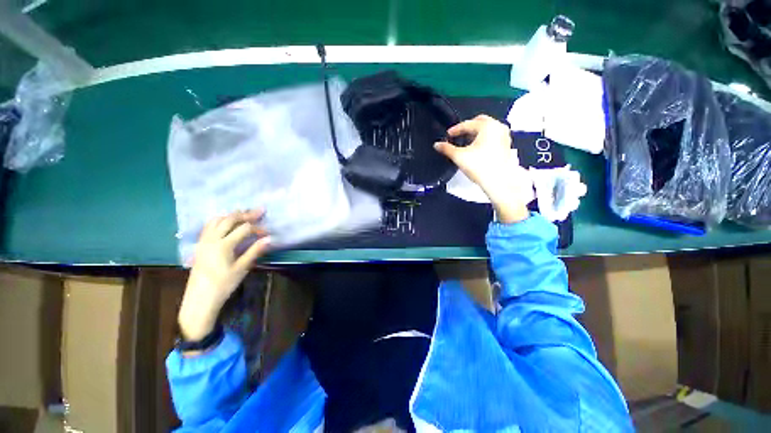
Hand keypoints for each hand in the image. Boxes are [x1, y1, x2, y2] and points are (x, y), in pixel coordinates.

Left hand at [178, 210, 270, 341]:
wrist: (200, 298)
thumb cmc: (223, 284)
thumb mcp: (242, 268)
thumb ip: (255, 251)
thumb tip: (269, 239)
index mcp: (223, 245)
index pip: (244, 229)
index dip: (258, 228)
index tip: (268, 233)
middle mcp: (212, 239)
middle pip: (230, 219)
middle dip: (246, 214)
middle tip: (260, 211)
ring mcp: (204, 241)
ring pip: (217, 220)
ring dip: (232, 215)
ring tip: (244, 214)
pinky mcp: (200, 245)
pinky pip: (209, 226)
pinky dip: (220, 220)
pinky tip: (227, 223)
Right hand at [435, 115, 533, 222]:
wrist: (499, 181)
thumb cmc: (481, 167)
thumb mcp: (459, 156)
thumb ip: (446, 149)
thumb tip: (437, 145)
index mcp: (487, 126)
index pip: (467, 124)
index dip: (455, 130)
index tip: (448, 135)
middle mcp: (498, 127)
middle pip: (479, 123)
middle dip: (468, 129)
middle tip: (458, 136)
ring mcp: (504, 137)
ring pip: (487, 130)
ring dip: (476, 134)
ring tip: (465, 143)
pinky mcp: (506, 146)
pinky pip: (492, 138)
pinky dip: (483, 140)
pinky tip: (476, 150)